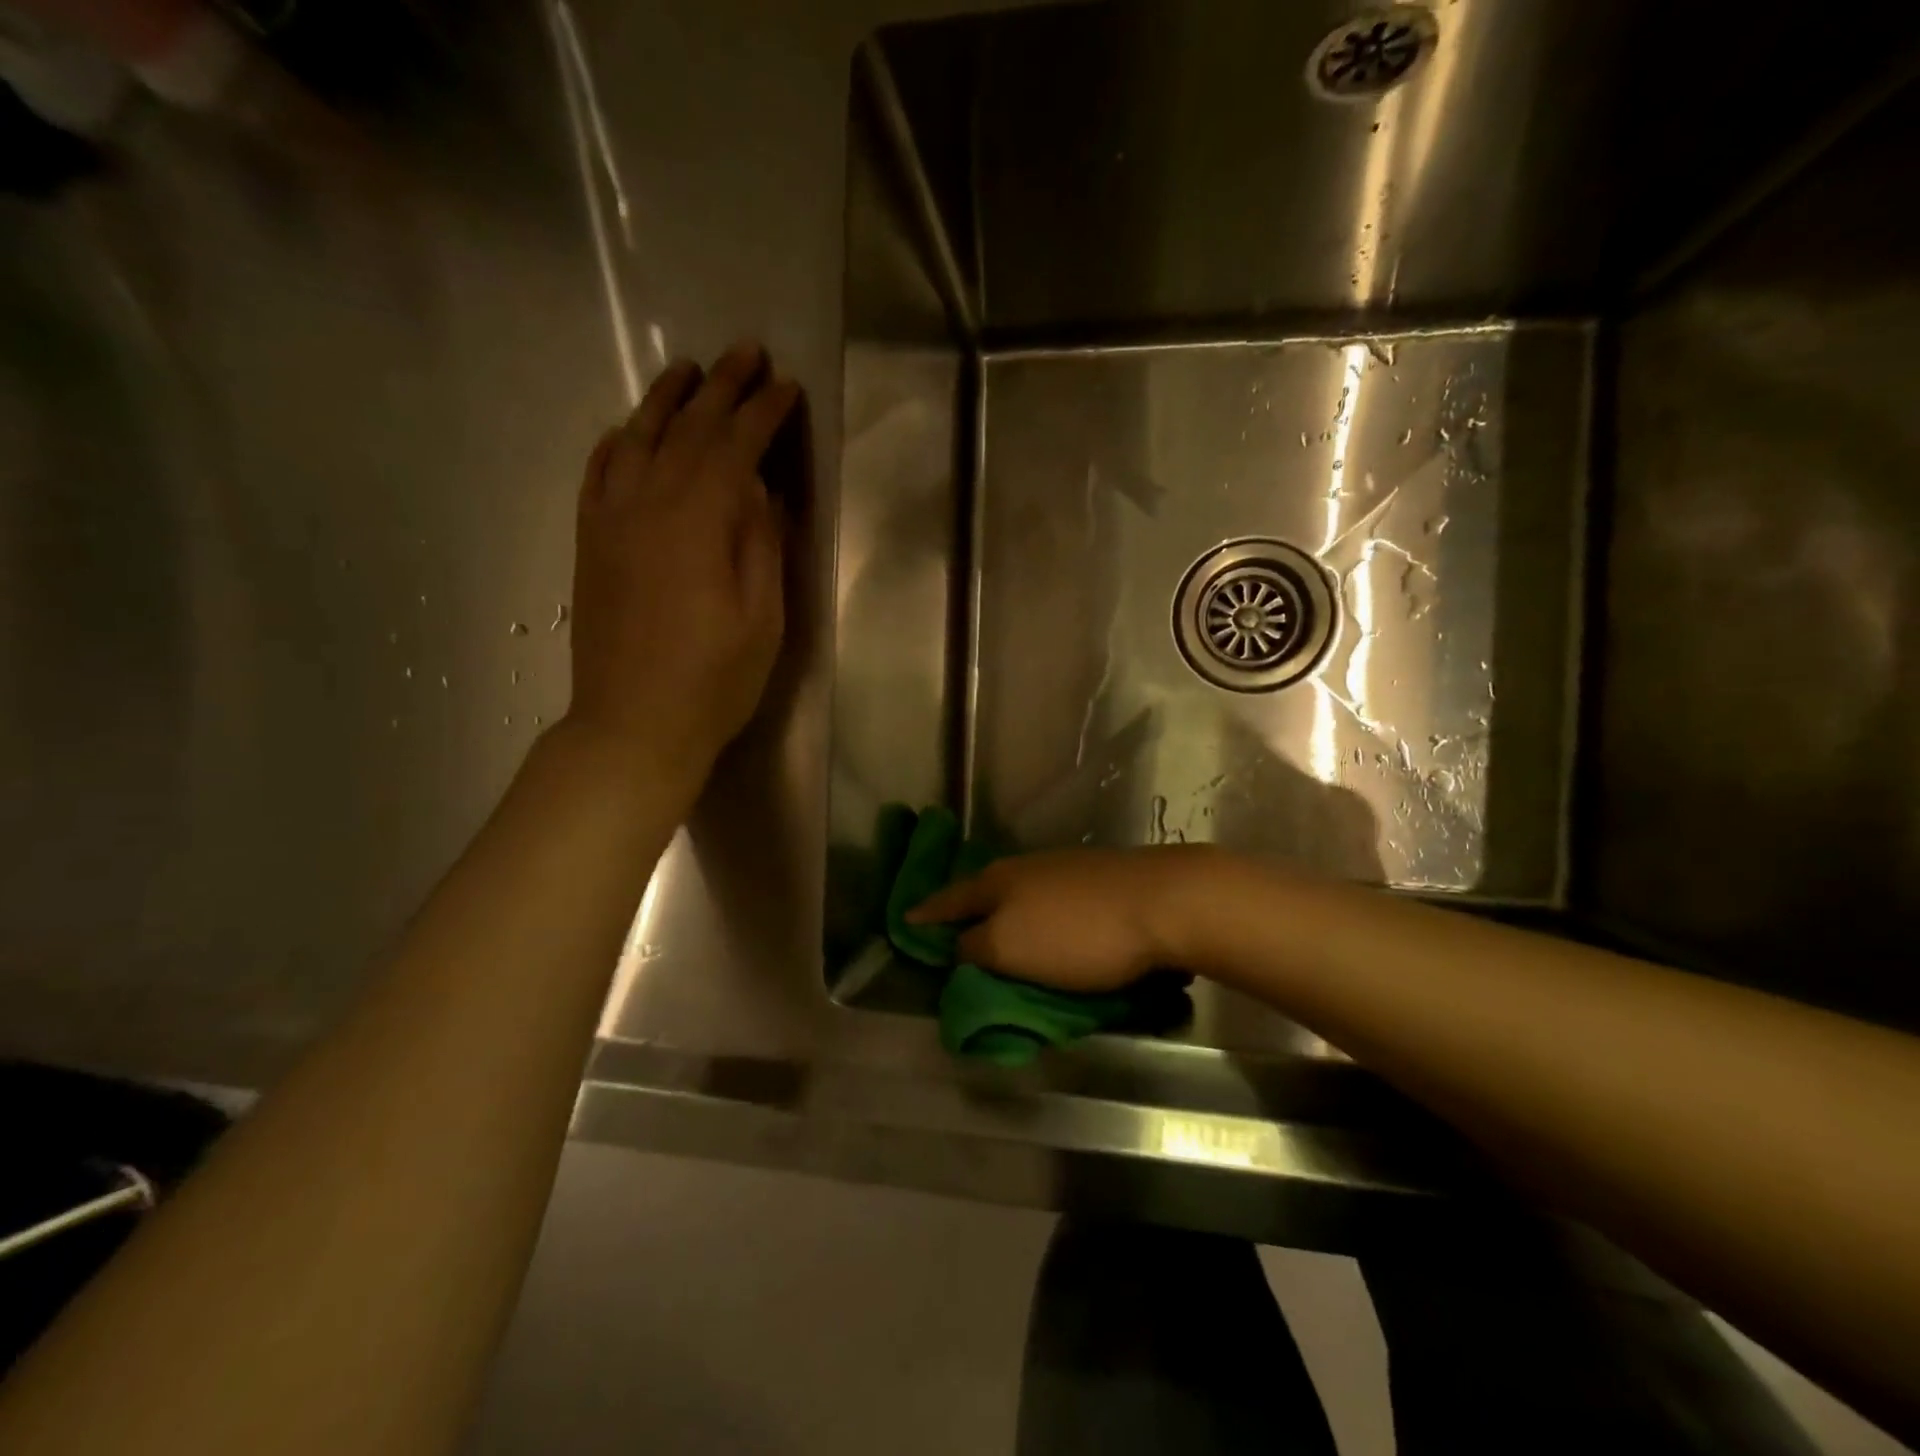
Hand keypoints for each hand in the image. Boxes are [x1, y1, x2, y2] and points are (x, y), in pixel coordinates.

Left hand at [564, 342, 799, 804]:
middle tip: (747, 352)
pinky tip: (628, 429)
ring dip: (665, 400)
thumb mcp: (762, 617)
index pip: (735, 448)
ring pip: (636, 440)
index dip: (764, 414)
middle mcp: (647, 505)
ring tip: (688, 371)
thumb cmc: (714, 680)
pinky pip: (597, 473)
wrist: (634, 724)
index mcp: (697, 523)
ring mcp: (610, 521)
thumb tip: (759, 488)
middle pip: (687, 430)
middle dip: (721, 389)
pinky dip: (616, 442)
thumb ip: (760, 544)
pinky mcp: (590, 542)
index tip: (789, 388)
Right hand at [905, 846, 1214, 991]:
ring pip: (1018, 889)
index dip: (927, 915)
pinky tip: (1044, 918)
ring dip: (1002, 908)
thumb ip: (977, 947)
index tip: (906, 920)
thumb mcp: (1012, 949)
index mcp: (998, 883)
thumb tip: (959, 944)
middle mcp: (1024, 867)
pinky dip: (1036, 909)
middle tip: (949, 925)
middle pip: (983, 888)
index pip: (950, 900)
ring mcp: (1063, 867)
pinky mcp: (1096, 877)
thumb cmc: (1079, 934)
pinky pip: (1049, 895)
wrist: (1162, 902)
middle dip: (964, 907)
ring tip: (995, 925)